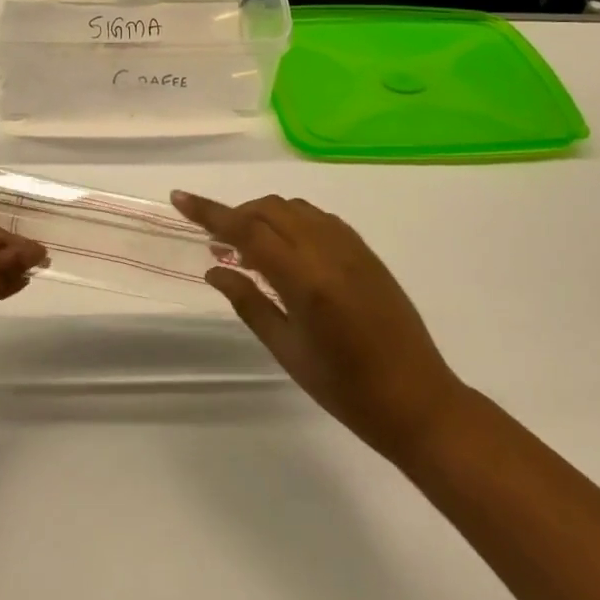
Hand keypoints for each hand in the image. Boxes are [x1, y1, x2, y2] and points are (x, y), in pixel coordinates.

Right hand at [173, 191, 464, 465]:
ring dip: (264, 215)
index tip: (180, 198)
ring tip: (250, 247)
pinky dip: (293, 220)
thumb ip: (249, 302)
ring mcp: (351, 246)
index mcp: (305, 279)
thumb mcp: (288, 351)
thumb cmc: (346, 389)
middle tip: (217, 242)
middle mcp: (328, 251)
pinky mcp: (366, 251)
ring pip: (294, 207)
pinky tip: (287, 249)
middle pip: (269, 209)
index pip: (246, 229)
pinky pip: (318, 218)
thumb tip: (214, 269)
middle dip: (236, 215)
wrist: (419, 401)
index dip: (209, 212)